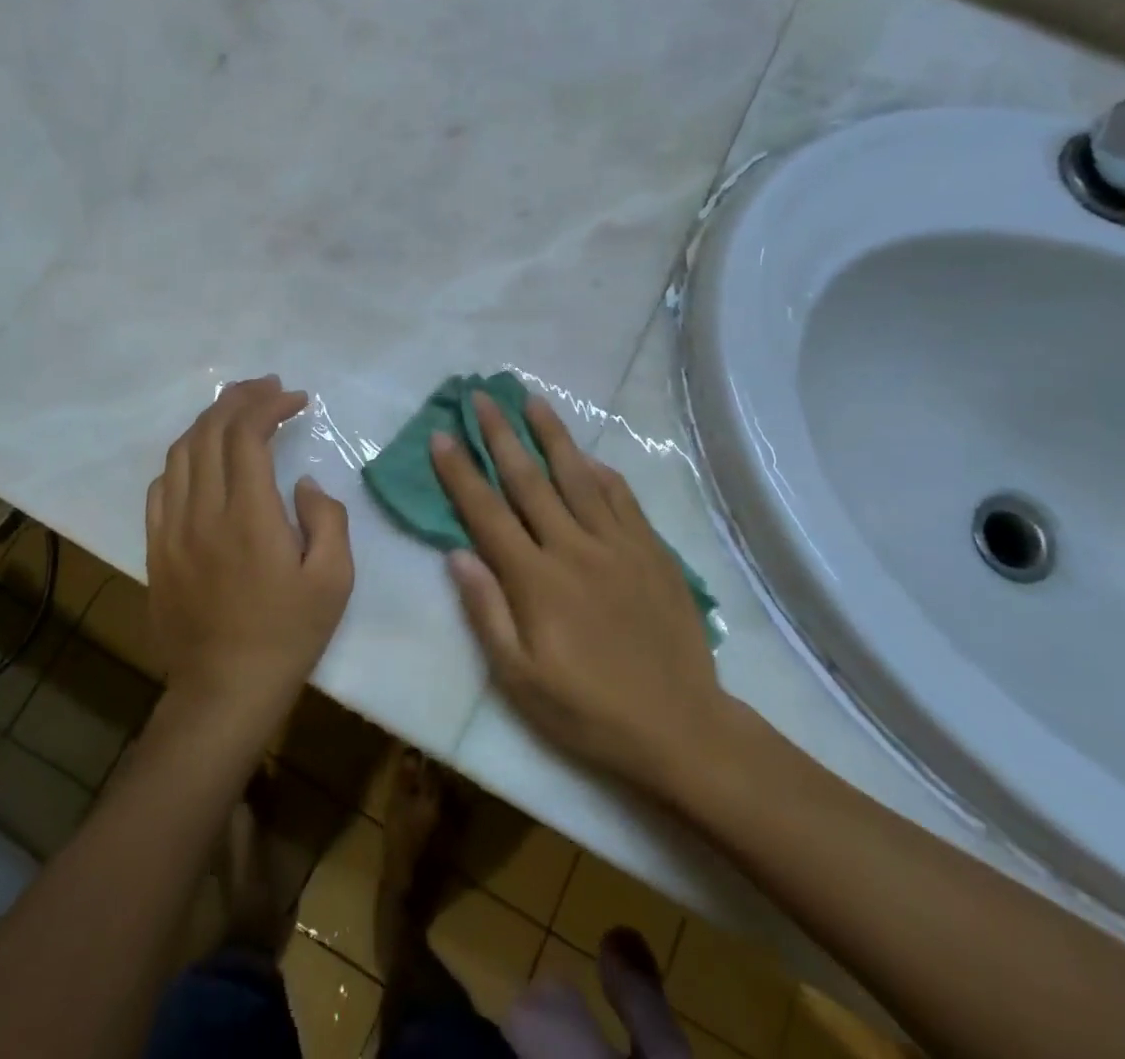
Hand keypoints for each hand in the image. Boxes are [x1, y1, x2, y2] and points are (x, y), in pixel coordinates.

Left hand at [145, 376, 354, 728]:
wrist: (225, 690)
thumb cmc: (288, 634)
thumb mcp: (334, 579)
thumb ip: (328, 519)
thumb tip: (303, 483)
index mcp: (249, 515)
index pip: (248, 435)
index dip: (270, 405)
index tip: (296, 398)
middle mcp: (203, 512)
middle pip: (210, 432)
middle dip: (240, 399)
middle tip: (268, 387)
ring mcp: (172, 529)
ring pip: (181, 453)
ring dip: (209, 421)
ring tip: (236, 409)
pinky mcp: (155, 548)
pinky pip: (161, 486)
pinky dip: (183, 458)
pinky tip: (201, 457)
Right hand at [431, 392, 734, 798]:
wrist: (681, 728)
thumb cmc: (589, 711)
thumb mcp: (520, 680)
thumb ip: (486, 612)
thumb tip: (457, 553)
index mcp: (536, 581)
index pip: (487, 513)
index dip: (461, 473)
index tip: (442, 436)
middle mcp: (574, 549)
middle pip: (529, 481)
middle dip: (501, 435)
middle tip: (482, 396)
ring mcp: (618, 545)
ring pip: (578, 476)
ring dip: (552, 435)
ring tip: (533, 400)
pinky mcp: (652, 551)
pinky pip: (622, 499)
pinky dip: (601, 472)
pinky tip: (588, 456)